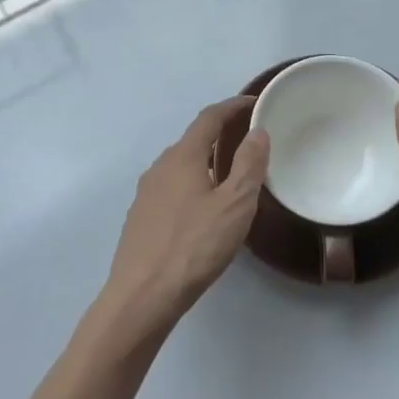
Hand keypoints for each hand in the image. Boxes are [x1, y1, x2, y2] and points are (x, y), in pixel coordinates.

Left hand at [101, 98, 269, 336]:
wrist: (142, 296)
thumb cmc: (194, 246)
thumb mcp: (234, 205)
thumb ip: (248, 165)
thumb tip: (257, 132)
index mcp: (183, 157)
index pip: (209, 118)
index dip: (232, 107)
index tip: (253, 103)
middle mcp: (160, 167)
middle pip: (193, 141)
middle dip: (219, 136)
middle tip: (247, 143)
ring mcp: (146, 193)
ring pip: (180, 167)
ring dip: (205, 163)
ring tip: (229, 177)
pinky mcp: (140, 218)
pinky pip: (171, 189)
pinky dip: (192, 185)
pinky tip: (203, 211)